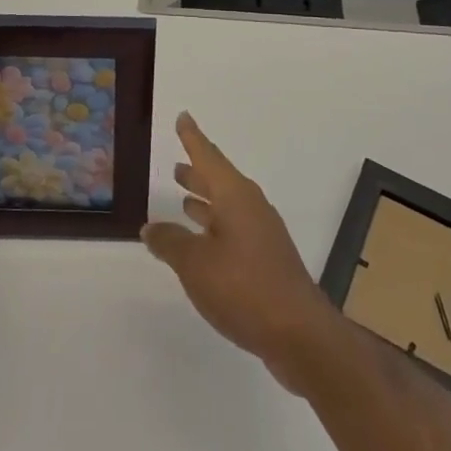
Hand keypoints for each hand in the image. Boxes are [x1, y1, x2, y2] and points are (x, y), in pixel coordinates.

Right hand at [141, 112, 344, 394]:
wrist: (299, 334)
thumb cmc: (244, 288)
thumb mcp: (195, 264)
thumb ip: (170, 242)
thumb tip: (151, 226)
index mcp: (235, 197)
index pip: (208, 157)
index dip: (192, 138)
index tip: (183, 116)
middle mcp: (251, 208)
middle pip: (220, 181)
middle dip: (197, 173)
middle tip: (176, 166)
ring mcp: (262, 235)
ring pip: (227, 207)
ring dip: (205, 202)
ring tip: (183, 199)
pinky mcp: (267, 261)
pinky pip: (234, 230)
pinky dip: (214, 228)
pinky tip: (202, 244)